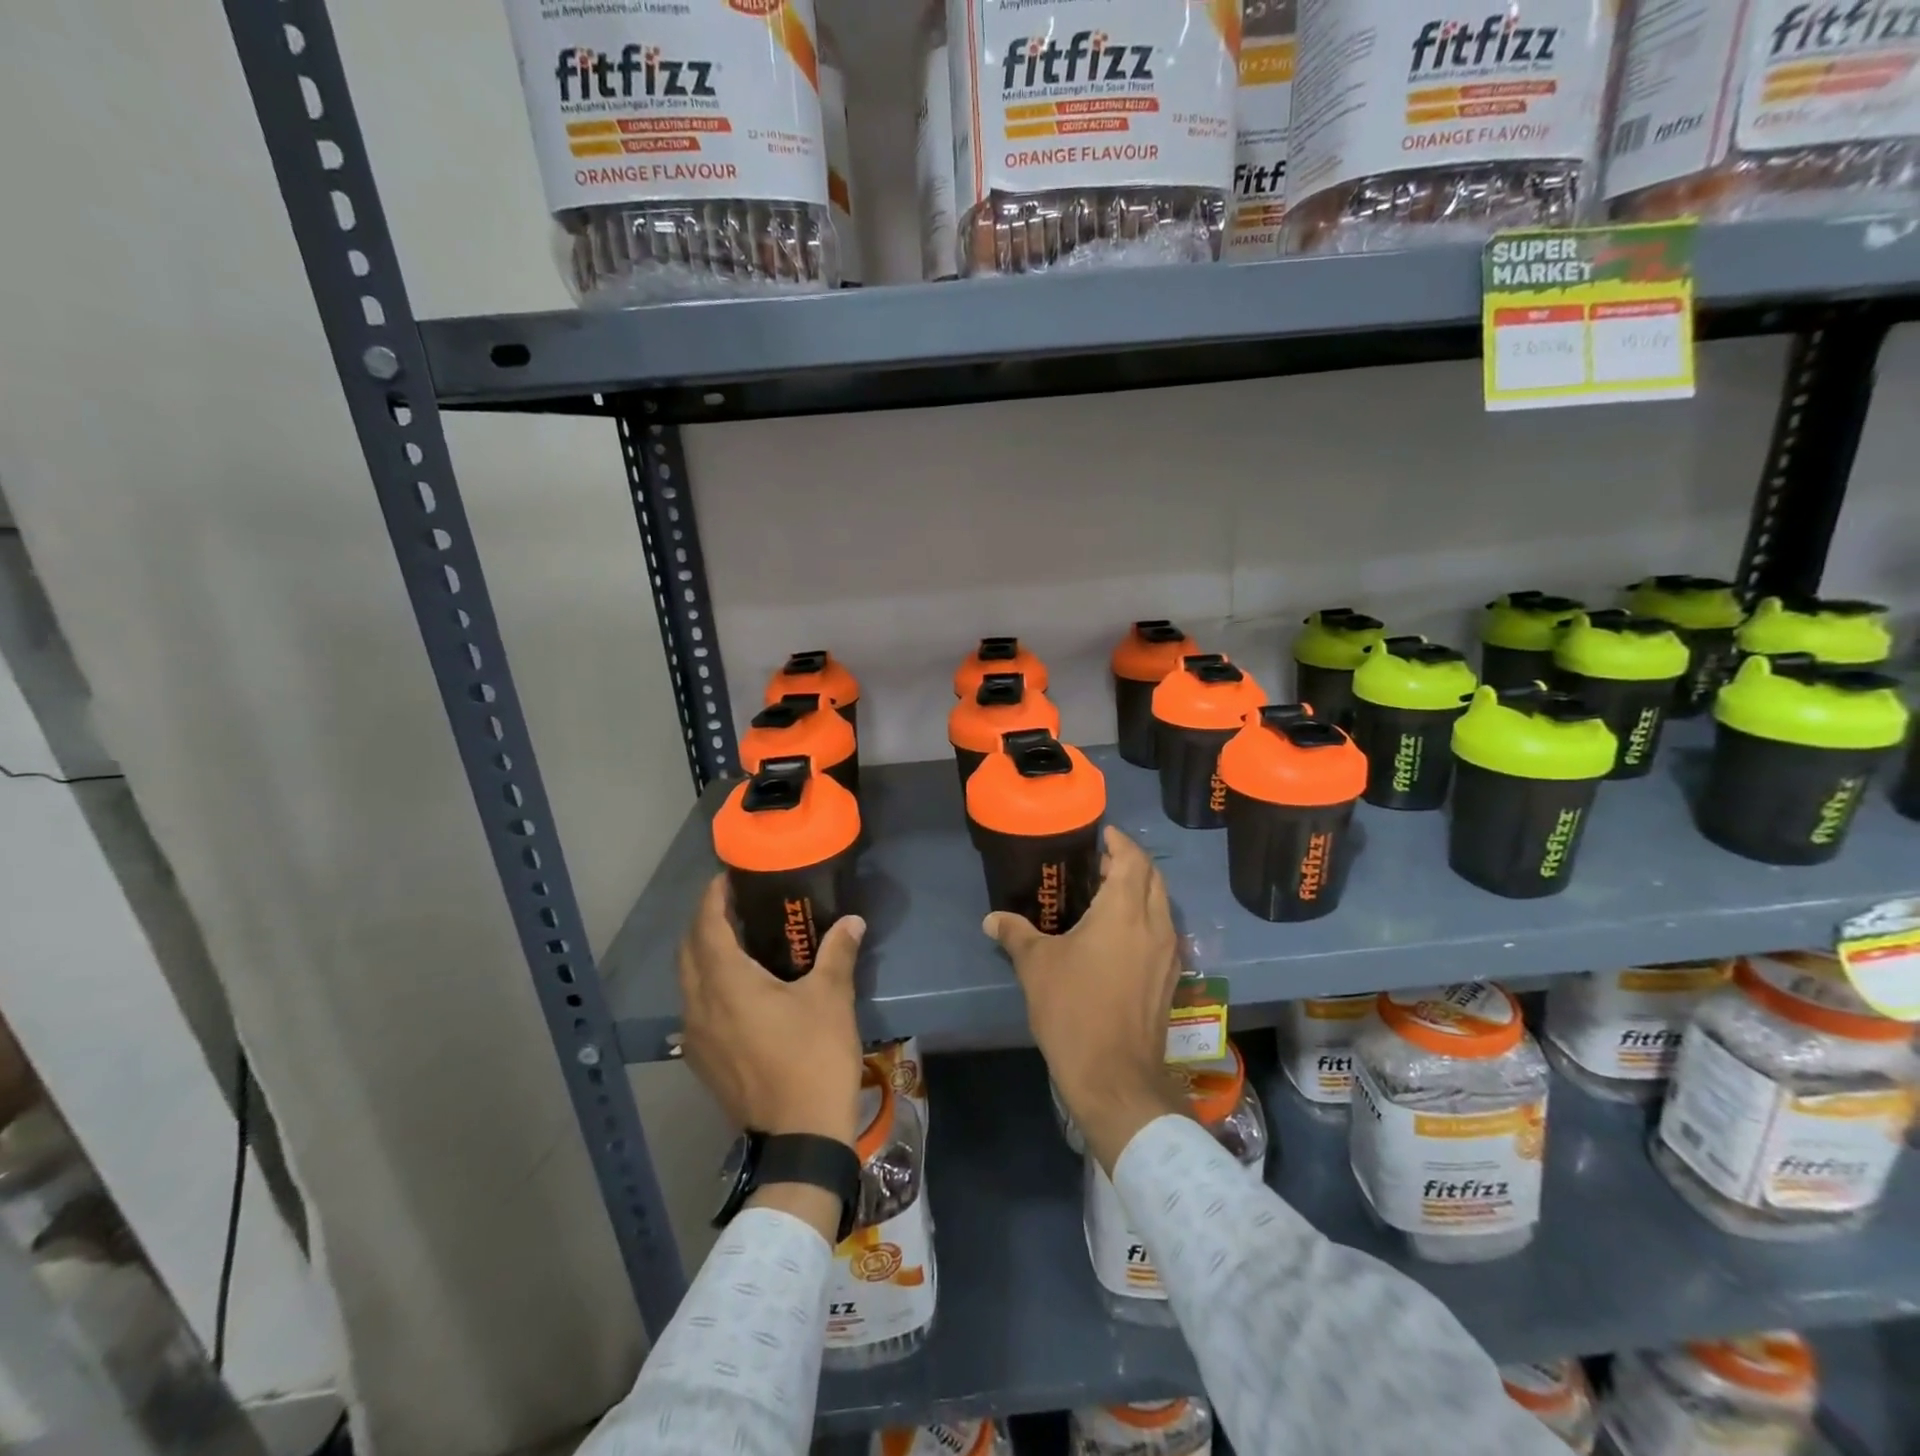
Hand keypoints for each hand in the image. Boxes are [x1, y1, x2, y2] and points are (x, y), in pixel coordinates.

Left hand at [678, 875, 865, 1150]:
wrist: (799, 1136)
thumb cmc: (813, 1057)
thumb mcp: (831, 998)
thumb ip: (837, 953)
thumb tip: (852, 921)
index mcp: (726, 984)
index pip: (706, 927)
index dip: (712, 898)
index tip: (727, 878)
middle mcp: (700, 1006)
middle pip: (688, 951)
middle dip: (705, 922)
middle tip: (735, 904)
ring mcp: (696, 1038)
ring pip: (688, 982)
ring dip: (704, 954)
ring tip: (738, 940)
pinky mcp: (703, 1060)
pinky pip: (695, 1007)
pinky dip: (708, 984)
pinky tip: (739, 989)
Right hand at [984, 826, 1189, 1172]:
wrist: (1115, 1076)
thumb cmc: (1073, 1009)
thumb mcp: (1036, 966)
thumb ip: (1015, 933)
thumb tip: (991, 919)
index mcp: (1124, 911)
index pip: (1132, 859)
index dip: (1119, 841)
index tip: (1101, 834)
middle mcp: (1154, 924)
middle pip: (1153, 877)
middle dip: (1130, 862)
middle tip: (1099, 862)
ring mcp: (1168, 952)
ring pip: (1161, 904)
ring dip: (1141, 890)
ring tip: (1106, 894)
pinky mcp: (1170, 977)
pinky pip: (1162, 930)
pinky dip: (1145, 917)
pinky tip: (1119, 933)